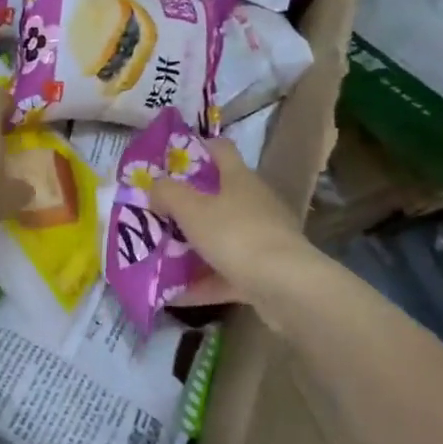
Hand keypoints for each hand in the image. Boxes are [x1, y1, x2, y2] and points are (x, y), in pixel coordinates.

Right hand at [150, 139, 310, 305]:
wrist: (286, 286)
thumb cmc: (236, 235)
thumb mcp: (191, 209)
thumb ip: (168, 193)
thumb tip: (156, 187)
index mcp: (239, 179)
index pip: (220, 150)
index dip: (196, 148)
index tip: (170, 160)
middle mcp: (254, 203)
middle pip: (218, 197)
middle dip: (187, 206)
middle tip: (157, 214)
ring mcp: (263, 238)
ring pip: (221, 238)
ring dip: (193, 247)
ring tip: (160, 256)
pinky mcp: (265, 273)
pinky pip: (226, 273)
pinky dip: (202, 282)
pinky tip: (174, 295)